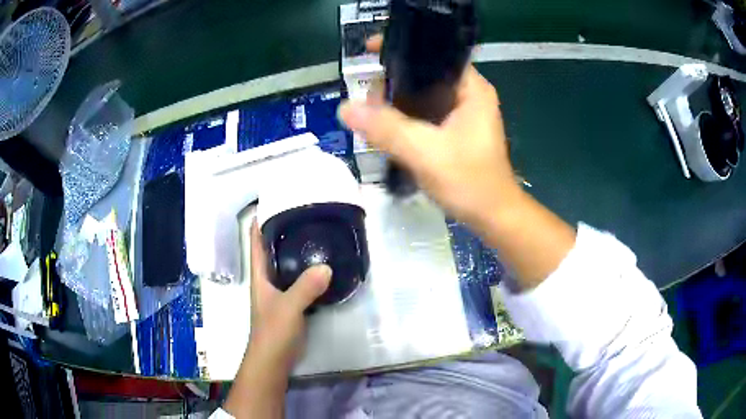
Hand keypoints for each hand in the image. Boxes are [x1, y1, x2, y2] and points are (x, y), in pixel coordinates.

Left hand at [246, 220, 331, 370]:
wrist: (274, 359)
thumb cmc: (273, 331)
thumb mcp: (288, 307)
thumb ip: (305, 287)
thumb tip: (327, 266)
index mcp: (259, 274)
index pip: (255, 240)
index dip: (260, 220)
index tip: (273, 200)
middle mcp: (267, 279)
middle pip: (272, 248)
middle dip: (282, 230)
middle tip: (303, 213)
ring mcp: (279, 291)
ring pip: (286, 263)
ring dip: (296, 249)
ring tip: (314, 233)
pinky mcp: (291, 302)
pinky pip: (299, 279)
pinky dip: (308, 270)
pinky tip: (322, 265)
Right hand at [338, 36, 518, 225]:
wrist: (493, 217)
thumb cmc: (470, 182)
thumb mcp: (425, 153)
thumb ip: (386, 128)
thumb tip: (345, 108)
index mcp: (471, 89)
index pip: (433, 54)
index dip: (401, 50)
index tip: (370, 53)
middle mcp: (468, 95)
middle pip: (423, 74)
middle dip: (393, 82)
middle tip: (368, 100)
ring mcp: (462, 114)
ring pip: (421, 96)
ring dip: (396, 103)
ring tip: (370, 115)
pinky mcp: (454, 131)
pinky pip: (424, 115)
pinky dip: (404, 118)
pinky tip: (386, 127)